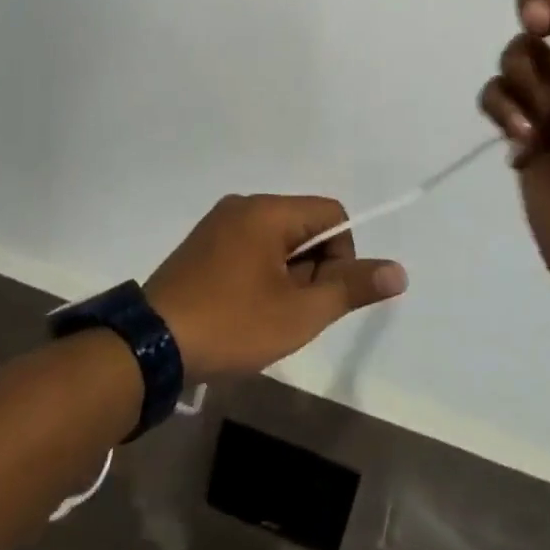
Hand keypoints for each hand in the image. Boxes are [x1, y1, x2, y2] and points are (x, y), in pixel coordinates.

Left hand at [145, 194, 406, 380]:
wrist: (152, 344)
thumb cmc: (232, 323)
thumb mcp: (299, 313)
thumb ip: (350, 287)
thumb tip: (398, 270)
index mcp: (267, 210)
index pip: (331, 215)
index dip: (343, 255)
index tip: (323, 296)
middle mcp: (242, 206)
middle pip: (303, 227)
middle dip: (312, 270)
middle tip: (293, 313)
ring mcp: (217, 225)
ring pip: (276, 242)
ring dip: (287, 278)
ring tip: (267, 317)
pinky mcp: (201, 246)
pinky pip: (249, 250)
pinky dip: (260, 277)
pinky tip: (245, 312)